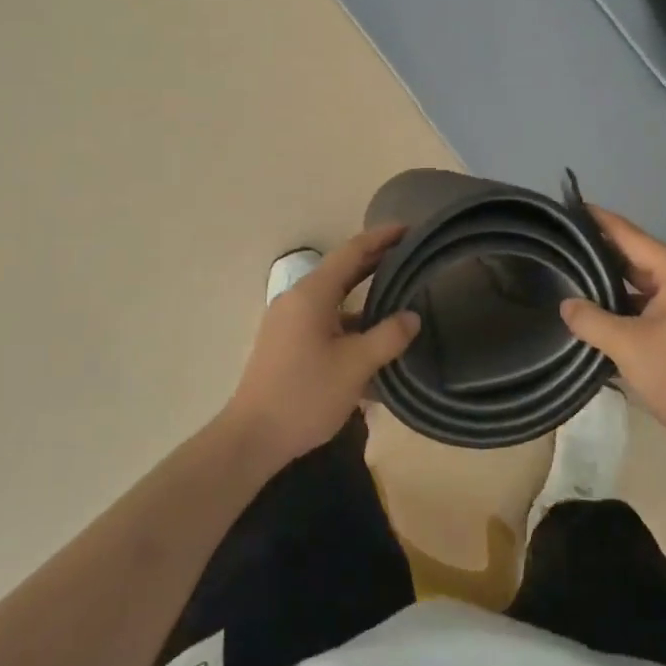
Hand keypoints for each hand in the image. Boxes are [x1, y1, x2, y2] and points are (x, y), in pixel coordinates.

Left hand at [223, 224, 421, 465]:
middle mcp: (297, 299)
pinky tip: (372, 338)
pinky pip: (324, 320)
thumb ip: (388, 337)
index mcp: (312, 294)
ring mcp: (289, 322)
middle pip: (342, 271)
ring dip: (364, 295)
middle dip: (375, 261)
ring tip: (398, 294)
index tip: (408, 228)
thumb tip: (412, 317)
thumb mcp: (356, 366)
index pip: (351, 251)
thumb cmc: (305, 395)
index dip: (381, 237)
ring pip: (334, 298)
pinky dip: (350, 320)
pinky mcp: (287, 343)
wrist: (253, 437)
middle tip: (410, 255)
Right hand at [558, 205, 665, 459]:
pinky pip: (650, 302)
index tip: (573, 206)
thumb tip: (566, 305)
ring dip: (613, 280)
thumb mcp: (627, 346)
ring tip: (573, 270)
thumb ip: (591, 319)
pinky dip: (625, 303)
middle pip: (639, 257)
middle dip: (603, 251)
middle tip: (565, 241)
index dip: (602, 222)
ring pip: (644, 282)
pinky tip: (596, 306)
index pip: (634, 238)